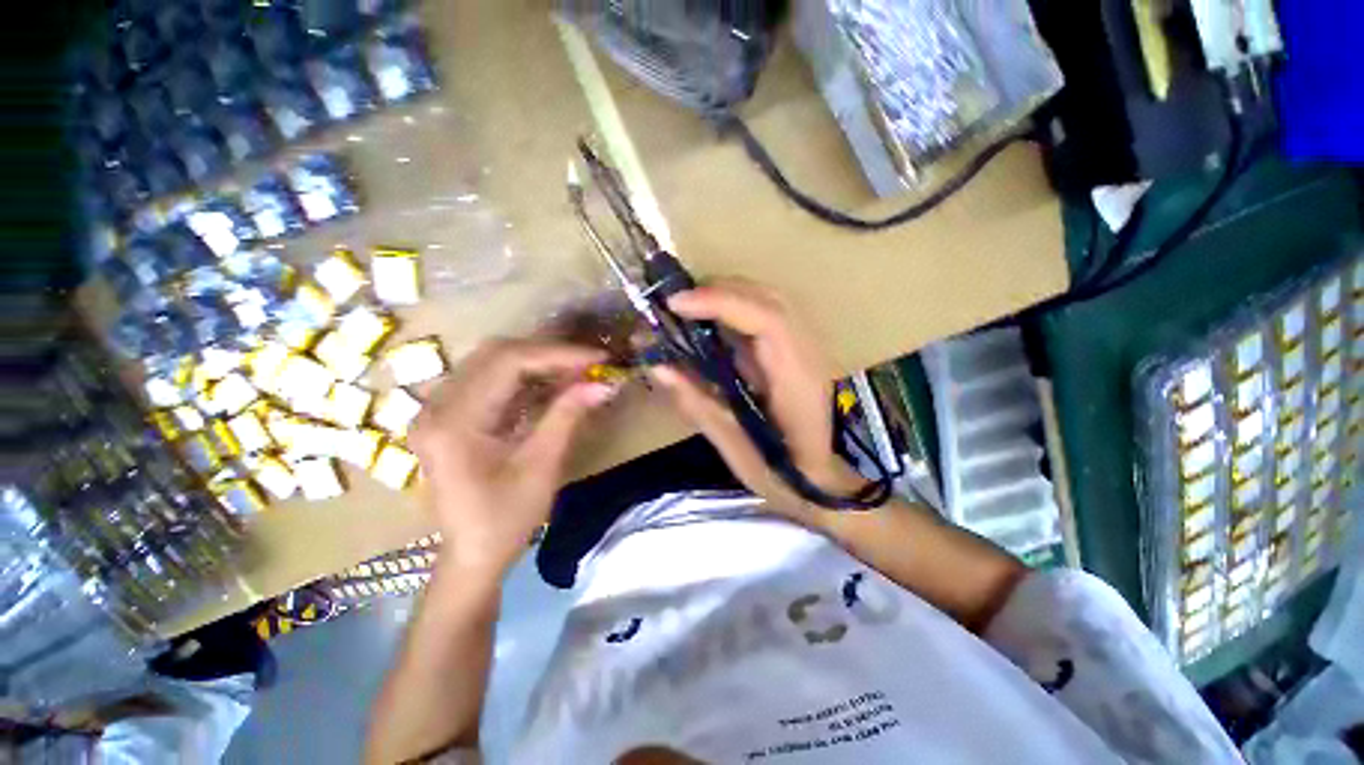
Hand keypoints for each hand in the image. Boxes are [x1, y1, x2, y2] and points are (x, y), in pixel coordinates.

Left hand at [409, 339, 615, 580]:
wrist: (472, 555)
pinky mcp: (452, 414)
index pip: (507, 362)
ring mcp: (441, 408)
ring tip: (577, 369)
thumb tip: (604, 384)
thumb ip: (568, 415)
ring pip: (493, 362)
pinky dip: (527, 377)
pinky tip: (554, 382)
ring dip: (539, 361)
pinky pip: (492, 380)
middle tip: (589, 362)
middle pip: (496, 354)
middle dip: (549, 353)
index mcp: (454, 421)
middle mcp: (438, 405)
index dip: (557, 354)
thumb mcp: (542, 466)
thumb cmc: (505, 519)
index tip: (597, 358)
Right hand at [649, 279, 863, 520]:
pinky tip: (713, 321)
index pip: (767, 320)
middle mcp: (807, 353)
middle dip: (718, 291)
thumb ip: (698, 405)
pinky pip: (767, 313)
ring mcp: (807, 348)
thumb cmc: (784, 475)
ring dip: (727, 295)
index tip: (676, 303)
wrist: (825, 483)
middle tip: (675, 304)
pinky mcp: (797, 351)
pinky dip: (736, 308)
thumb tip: (659, 368)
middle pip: (768, 298)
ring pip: (769, 300)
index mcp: (797, 379)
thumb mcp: (735, 449)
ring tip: (689, 307)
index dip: (721, 302)